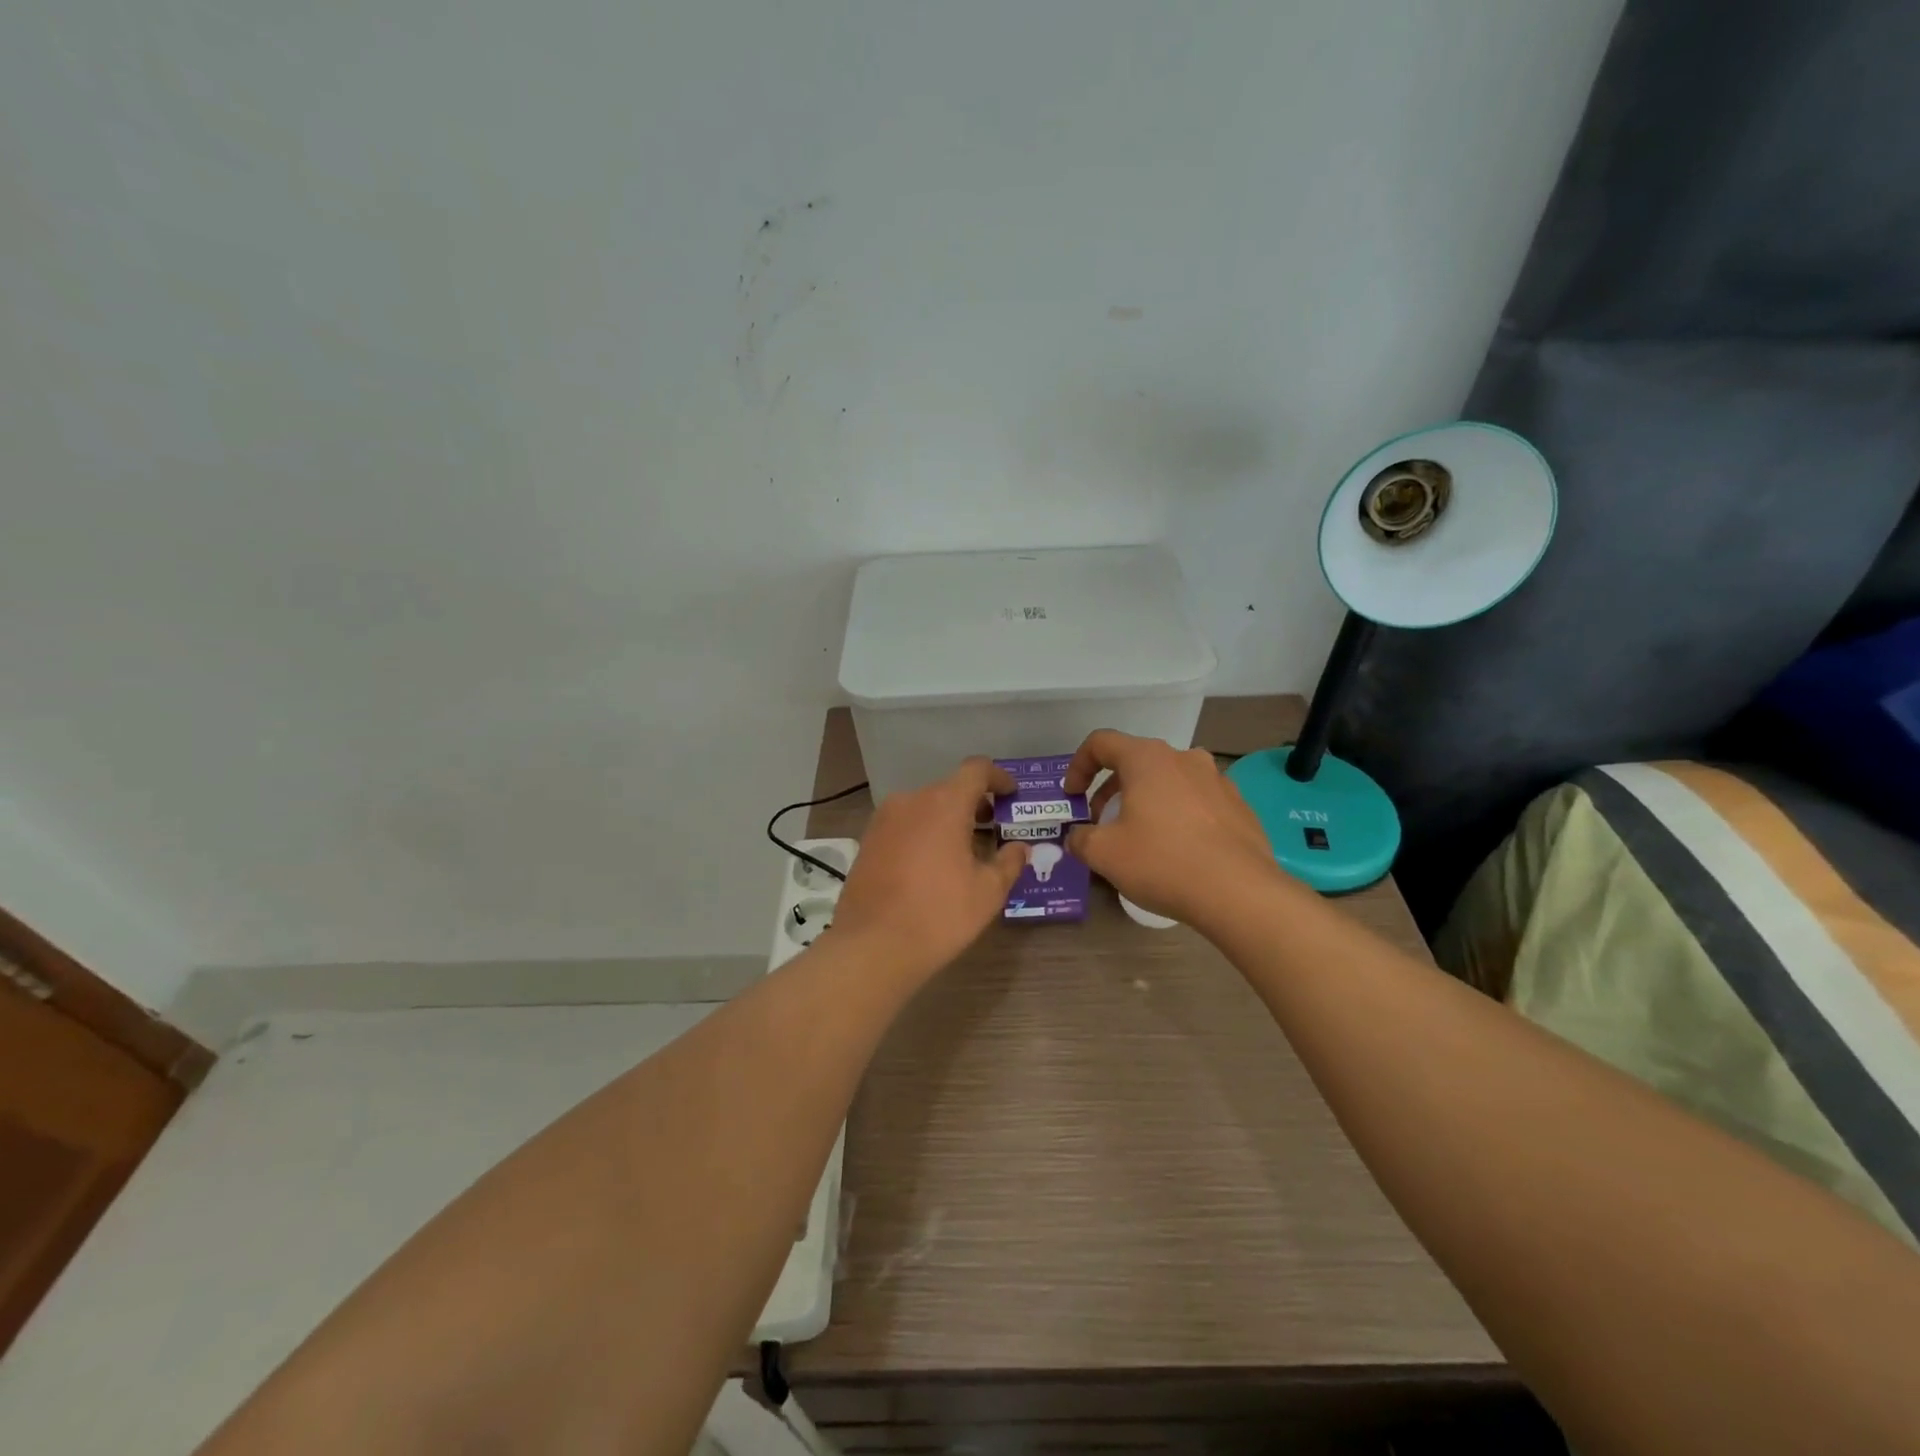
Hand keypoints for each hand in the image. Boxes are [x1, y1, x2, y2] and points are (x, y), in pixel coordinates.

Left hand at [830, 757, 1027, 980]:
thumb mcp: (988, 892)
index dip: (998, 777)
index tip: (1012, 795)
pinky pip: (904, 825)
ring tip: (964, 851)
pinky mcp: (868, 840)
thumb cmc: (939, 914)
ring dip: (947, 820)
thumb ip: (1009, 862)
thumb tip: (1019, 848)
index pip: (976, 770)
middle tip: (994, 830)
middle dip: (975, 805)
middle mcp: (911, 800)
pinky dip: (924, 833)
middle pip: (950, 789)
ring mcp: (884, 819)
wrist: (872, 946)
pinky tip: (932, 865)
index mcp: (944, 803)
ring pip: (925, 807)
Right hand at [1063, 731, 1279, 926]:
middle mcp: (1183, 758)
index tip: (1072, 795)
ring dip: (1145, 799)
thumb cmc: (1162, 862)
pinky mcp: (1238, 806)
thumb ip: (1080, 839)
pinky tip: (1177, 849)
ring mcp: (1216, 780)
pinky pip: (1196, 801)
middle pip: (1136, 761)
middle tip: (1101, 821)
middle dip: (1111, 788)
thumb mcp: (1104, 854)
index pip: (1101, 742)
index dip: (1079, 766)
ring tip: (1138, 835)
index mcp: (1147, 759)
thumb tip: (1077, 837)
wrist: (1239, 893)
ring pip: (1168, 780)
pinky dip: (1177, 815)